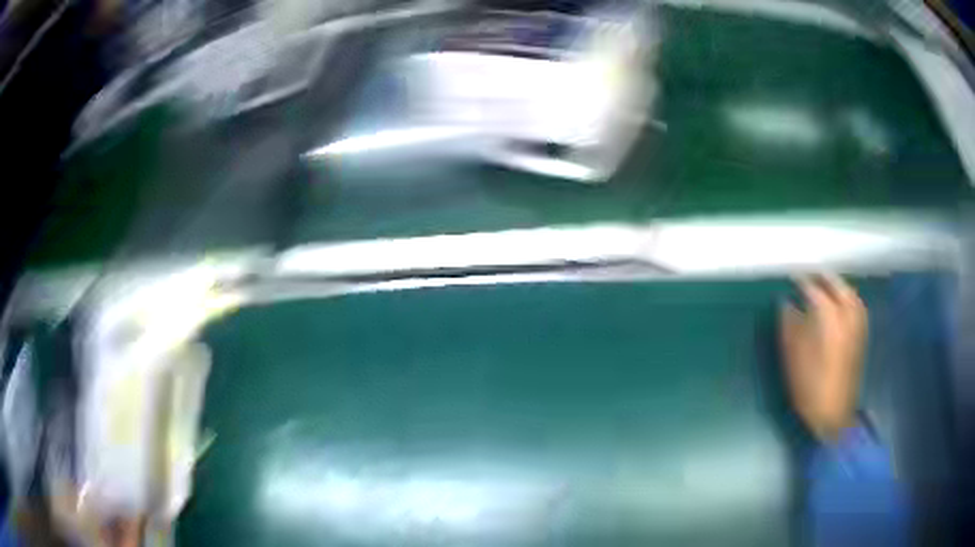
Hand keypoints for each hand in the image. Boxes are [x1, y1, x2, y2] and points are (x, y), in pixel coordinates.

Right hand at [780, 274, 866, 441]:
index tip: (791, 276)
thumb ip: (790, 327)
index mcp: (829, 320)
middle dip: (824, 278)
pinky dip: (850, 298)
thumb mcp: (793, 360)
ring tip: (827, 284)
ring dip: (839, 286)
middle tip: (810, 275)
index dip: (802, 281)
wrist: (834, 416)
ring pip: (851, 295)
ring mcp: (857, 327)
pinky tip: (843, 303)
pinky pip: (857, 307)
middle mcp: (847, 317)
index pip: (815, 291)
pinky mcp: (861, 338)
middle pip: (838, 287)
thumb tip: (786, 304)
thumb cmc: (810, 389)